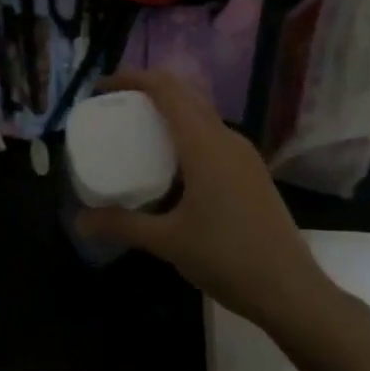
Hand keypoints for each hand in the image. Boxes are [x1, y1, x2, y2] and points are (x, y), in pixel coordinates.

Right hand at [74, 71, 355, 337]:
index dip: (132, 79)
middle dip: (147, 92)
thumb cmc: (227, 258)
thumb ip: (122, 224)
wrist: (291, 291)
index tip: (102, 89)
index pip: (166, 90)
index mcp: (204, 145)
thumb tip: (79, 221)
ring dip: (168, 112)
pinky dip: (185, 134)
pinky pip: (212, 136)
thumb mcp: (167, 241)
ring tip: (136, 132)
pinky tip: (170, 165)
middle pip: (184, 96)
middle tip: (114, 108)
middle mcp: (226, 139)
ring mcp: (244, 155)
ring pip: (200, 115)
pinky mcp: (251, 172)